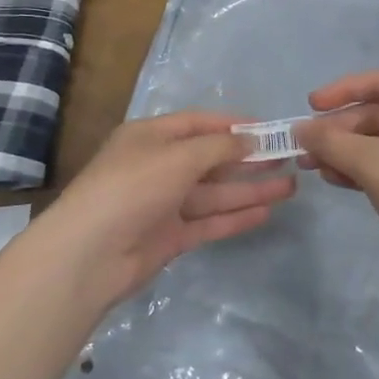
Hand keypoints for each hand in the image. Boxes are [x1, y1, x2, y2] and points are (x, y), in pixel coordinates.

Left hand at [42, 112, 296, 304]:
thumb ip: (217, 148)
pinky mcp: (169, 237)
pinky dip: (235, 217)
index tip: (269, 128)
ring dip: (249, 189)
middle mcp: (158, 166)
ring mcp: (164, 204)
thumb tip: (249, 139)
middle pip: (210, 159)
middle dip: (248, 158)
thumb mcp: (177, 156)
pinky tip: (266, 212)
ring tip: (290, 186)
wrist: (89, 255)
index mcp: (151, 137)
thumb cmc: (132, 187)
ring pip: (214, 193)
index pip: (198, 123)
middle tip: (287, 158)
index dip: (233, 125)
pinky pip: (208, 222)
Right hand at [296, 72, 378, 271]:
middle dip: (340, 131)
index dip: (341, 91)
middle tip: (306, 149)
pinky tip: (338, 180)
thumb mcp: (371, 164)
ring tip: (314, 169)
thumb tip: (300, 130)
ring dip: (348, 152)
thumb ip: (331, 142)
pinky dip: (366, 169)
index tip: (310, 106)